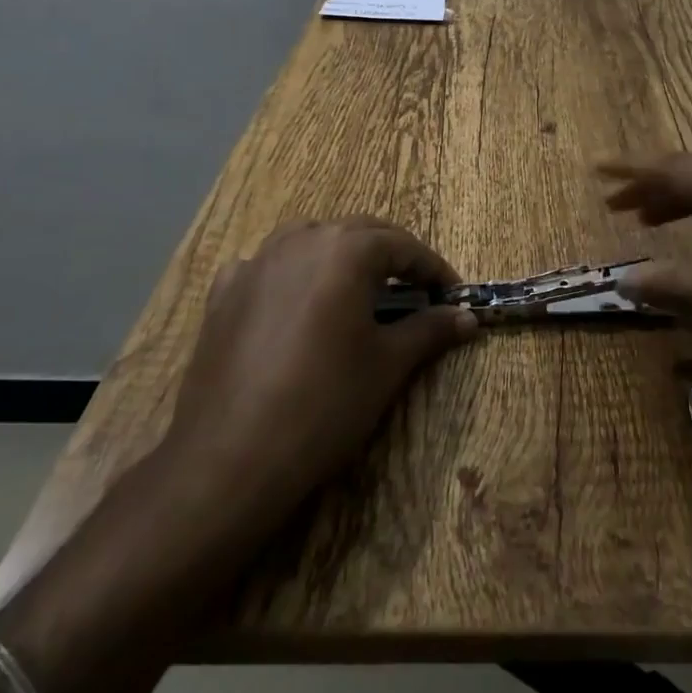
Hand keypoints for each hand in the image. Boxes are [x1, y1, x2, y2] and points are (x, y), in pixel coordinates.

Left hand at [157, 218, 476, 529]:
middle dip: (392, 257)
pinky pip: (266, 266)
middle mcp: (302, 239)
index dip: (434, 269)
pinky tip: (292, 303)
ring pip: (312, 240)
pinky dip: (289, 275)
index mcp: (347, 249)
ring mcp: (257, 261)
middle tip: (416, 291)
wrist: (230, 458)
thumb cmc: (324, 403)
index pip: (404, 246)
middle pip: (360, 233)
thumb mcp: (387, 365)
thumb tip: (467, 318)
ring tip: (357, 290)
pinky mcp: (224, 292)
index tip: (453, 295)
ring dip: (341, 256)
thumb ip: (430, 330)